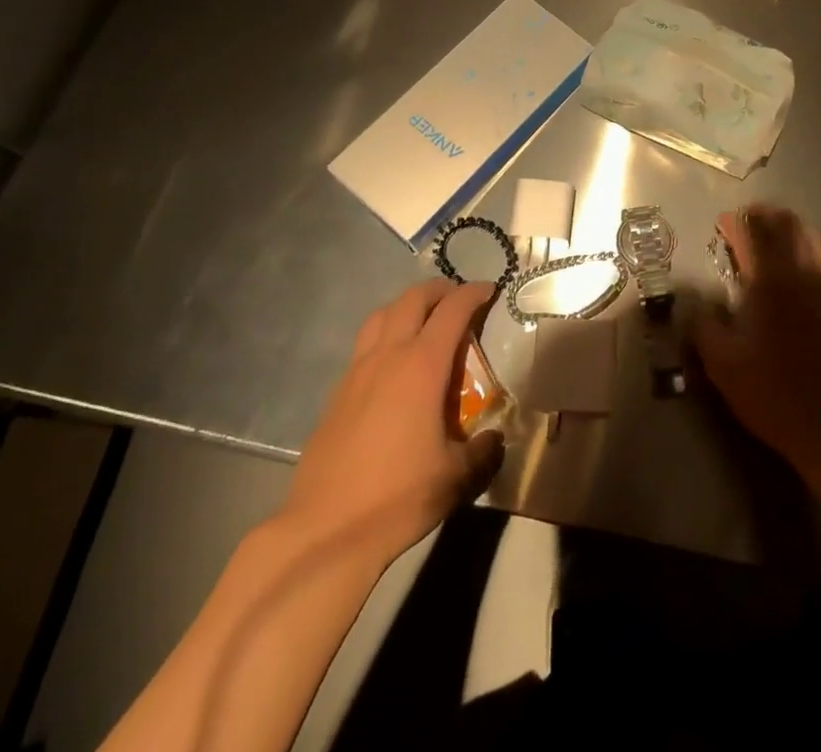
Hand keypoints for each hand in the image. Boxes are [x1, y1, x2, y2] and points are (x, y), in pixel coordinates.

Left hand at [271, 279, 504, 566]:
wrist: (325, 531)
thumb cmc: (398, 496)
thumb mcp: (456, 477)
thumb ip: (483, 451)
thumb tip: (494, 439)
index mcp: (422, 365)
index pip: (452, 310)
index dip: (474, 293)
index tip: (490, 290)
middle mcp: (388, 356)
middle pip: (412, 300)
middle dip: (439, 291)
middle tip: (458, 299)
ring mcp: (356, 372)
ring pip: (381, 315)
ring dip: (406, 306)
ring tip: (423, 320)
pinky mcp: (336, 393)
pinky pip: (364, 345)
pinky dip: (384, 335)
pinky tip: (392, 365)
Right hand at [691, 204, 820, 482]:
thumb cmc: (774, 393)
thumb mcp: (723, 365)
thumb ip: (705, 328)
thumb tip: (700, 306)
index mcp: (769, 282)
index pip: (752, 235)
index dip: (736, 223)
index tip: (723, 222)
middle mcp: (802, 275)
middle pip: (788, 228)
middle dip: (767, 217)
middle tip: (751, 219)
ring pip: (815, 242)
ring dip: (795, 231)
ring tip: (780, 235)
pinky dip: (818, 258)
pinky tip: (811, 273)